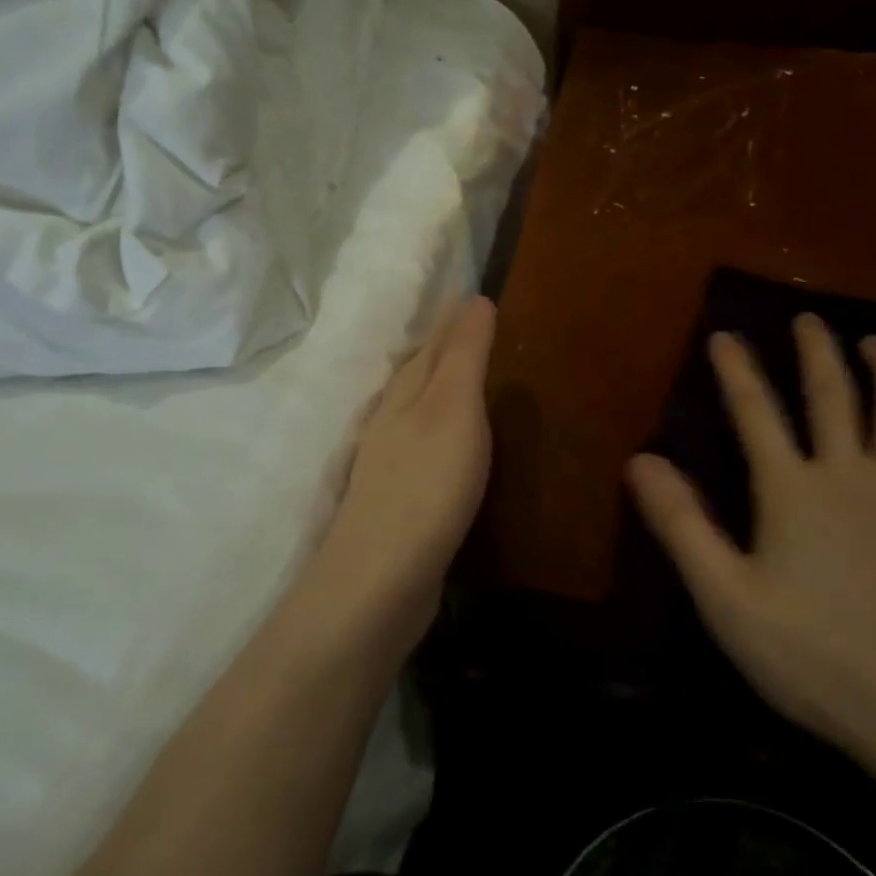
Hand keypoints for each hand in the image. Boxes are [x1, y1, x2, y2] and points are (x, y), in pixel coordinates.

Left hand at [313, 297, 496, 650]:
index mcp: (406, 388)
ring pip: (425, 408)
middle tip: (493, 332)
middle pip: (426, 370)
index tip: (486, 298)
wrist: (382, 577)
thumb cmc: (427, 483)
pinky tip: (464, 443)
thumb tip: (474, 297)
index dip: (460, 319)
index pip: (437, 340)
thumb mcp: (454, 407)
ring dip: (450, 390)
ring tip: (484, 380)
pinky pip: (431, 445)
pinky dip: (450, 431)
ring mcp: (394, 458)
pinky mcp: (403, 496)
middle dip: (454, 349)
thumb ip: (465, 354)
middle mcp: (393, 415)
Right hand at [626, 317, 875, 769]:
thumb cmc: (817, 659)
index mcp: (793, 491)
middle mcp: (852, 474)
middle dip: (817, 351)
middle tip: (808, 318)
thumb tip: (641, 460)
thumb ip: (682, 526)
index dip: (737, 371)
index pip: (756, 413)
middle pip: (834, 394)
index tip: (724, 336)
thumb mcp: (727, 600)